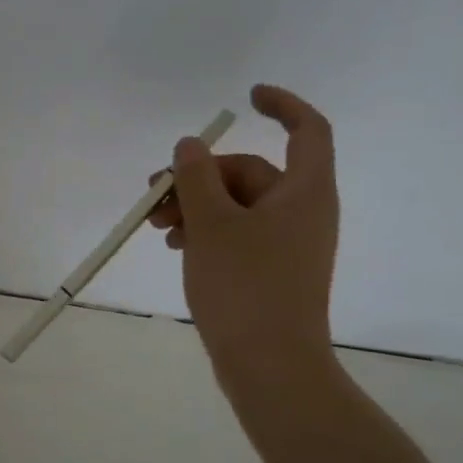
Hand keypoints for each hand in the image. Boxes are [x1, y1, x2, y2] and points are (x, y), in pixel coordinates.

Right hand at [147, 84, 339, 382]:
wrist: (270, 366)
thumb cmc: (245, 287)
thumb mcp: (211, 224)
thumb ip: (196, 178)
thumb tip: (191, 145)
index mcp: (304, 191)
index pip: (307, 129)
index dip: (281, 104)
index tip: (245, 96)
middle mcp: (303, 211)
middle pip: (251, 172)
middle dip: (199, 177)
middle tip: (154, 194)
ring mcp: (289, 244)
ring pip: (238, 205)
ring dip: (195, 206)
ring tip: (155, 226)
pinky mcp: (272, 270)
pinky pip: (238, 234)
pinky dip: (207, 231)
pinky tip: (174, 246)